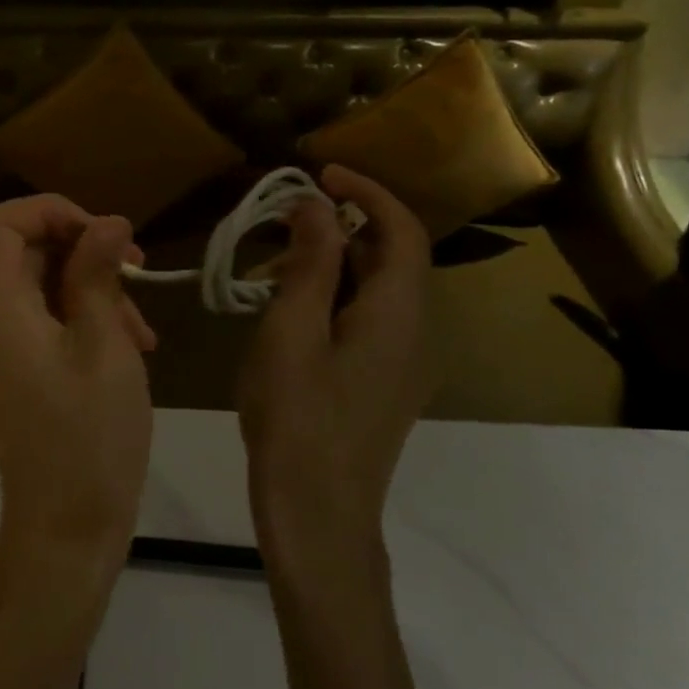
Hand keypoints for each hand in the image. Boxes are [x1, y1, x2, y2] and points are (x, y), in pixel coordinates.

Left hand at [0, 196, 156, 557]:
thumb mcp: (105, 346)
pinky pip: (52, 320)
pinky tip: (134, 347)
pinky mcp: (26, 369)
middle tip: (137, 269)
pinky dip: (89, 318)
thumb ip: (98, 276)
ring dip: (96, 288)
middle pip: (26, 250)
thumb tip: (107, 220)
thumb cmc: (90, 438)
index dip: (49, 210)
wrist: (66, 532)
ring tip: (144, 328)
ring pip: (45, 284)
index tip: (102, 232)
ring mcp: (8, 347)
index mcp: (0, 308)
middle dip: (84, 249)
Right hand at [237, 166, 433, 572]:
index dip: (366, 192)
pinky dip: (332, 297)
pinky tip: (287, 312)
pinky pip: (366, 320)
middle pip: (391, 257)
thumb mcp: (293, 330)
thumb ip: (311, 262)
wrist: (318, 515)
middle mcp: (415, 332)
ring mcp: (403, 363)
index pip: (402, 230)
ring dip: (332, 264)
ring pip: (375, 290)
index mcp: (399, 313)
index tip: (320, 173)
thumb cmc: (298, 417)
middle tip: (280, 223)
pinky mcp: (384, 384)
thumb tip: (318, 205)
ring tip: (273, 267)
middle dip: (341, 228)